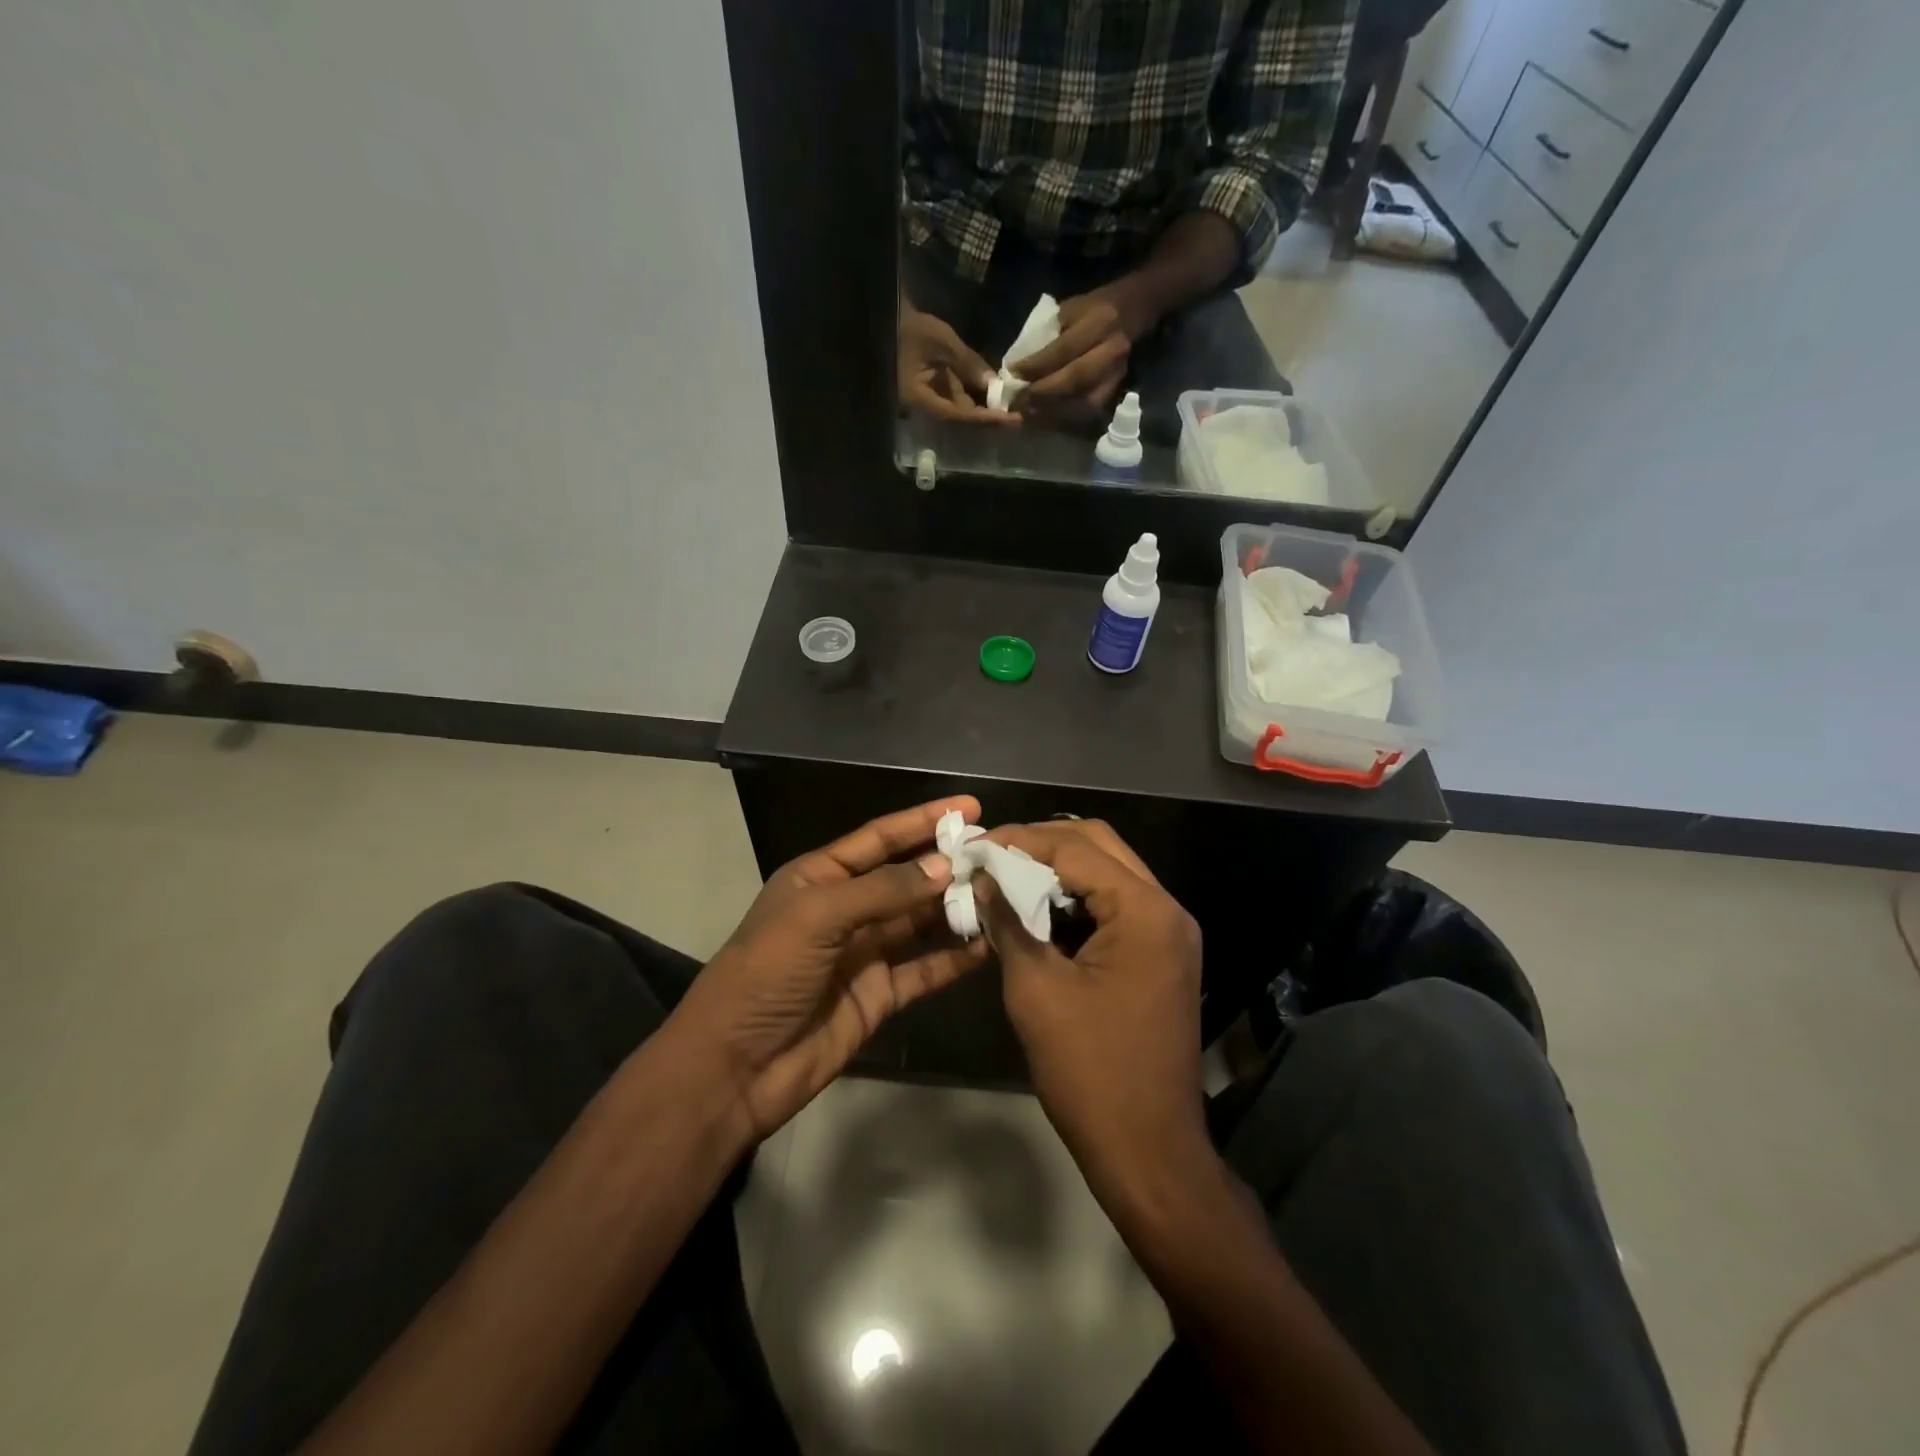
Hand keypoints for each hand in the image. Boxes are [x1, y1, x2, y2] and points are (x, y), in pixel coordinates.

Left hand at [674, 797, 990, 1138]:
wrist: (735, 1068)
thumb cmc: (766, 974)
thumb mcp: (817, 916)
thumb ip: (883, 889)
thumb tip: (945, 865)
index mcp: (821, 877)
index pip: (880, 838)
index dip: (923, 820)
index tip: (969, 807)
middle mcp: (846, 909)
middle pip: (907, 878)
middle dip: (948, 864)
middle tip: (999, 853)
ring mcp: (865, 953)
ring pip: (921, 921)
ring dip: (956, 908)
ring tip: (1003, 893)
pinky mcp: (880, 995)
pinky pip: (925, 969)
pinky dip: (955, 958)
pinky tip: (988, 945)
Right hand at [899, 301, 1018, 425]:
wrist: (889, 316)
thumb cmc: (909, 326)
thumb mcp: (941, 341)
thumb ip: (967, 363)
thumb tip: (993, 384)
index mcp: (919, 398)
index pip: (957, 415)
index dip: (984, 418)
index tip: (1008, 419)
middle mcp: (923, 405)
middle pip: (960, 417)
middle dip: (988, 415)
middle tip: (1017, 415)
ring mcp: (928, 398)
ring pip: (960, 408)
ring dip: (984, 406)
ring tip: (1011, 405)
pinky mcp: (933, 389)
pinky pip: (956, 397)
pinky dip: (975, 395)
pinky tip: (995, 392)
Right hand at [976, 820, 1210, 1206]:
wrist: (1148, 1151)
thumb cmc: (1090, 1071)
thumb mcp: (1035, 989)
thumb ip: (1008, 921)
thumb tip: (981, 877)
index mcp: (1144, 910)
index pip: (1075, 848)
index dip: (1020, 840)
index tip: (974, 846)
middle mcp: (1166, 909)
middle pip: (1100, 845)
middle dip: (1042, 843)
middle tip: (992, 855)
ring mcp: (1170, 933)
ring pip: (1110, 873)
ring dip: (1060, 869)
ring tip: (1008, 876)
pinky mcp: (1162, 955)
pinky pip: (1117, 906)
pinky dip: (1077, 899)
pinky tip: (1039, 910)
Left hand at [1013, 280, 1156, 416]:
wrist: (1134, 311)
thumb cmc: (1094, 308)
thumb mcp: (1069, 309)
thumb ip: (1046, 335)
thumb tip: (1018, 366)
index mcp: (1099, 322)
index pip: (1063, 349)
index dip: (1036, 366)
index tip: (1012, 374)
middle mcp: (1112, 350)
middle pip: (1074, 379)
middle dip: (1042, 393)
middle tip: (1017, 400)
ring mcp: (1117, 374)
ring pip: (1083, 402)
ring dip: (1052, 412)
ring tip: (1027, 414)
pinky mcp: (1116, 390)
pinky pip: (1089, 412)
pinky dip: (1065, 418)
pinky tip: (1045, 418)